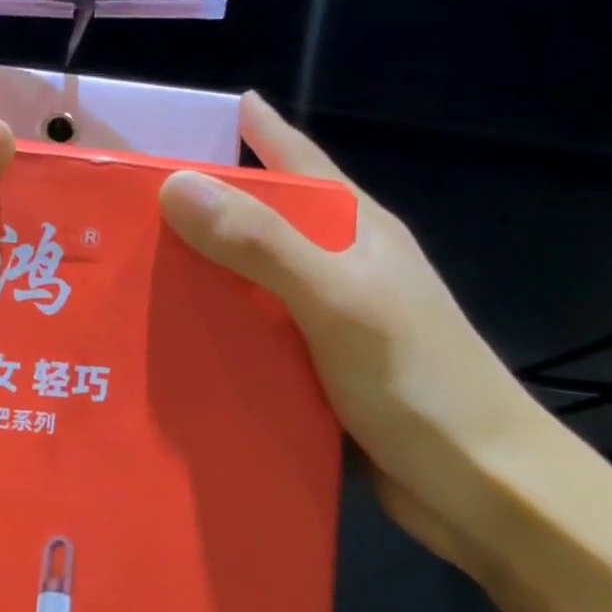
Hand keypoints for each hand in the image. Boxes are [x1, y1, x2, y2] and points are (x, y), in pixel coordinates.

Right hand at [158, 92, 547, 576]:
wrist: (487, 494)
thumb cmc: (420, 382)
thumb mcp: (338, 301)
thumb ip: (261, 243)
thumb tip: (174, 184)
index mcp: (354, 230)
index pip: (294, 158)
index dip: (250, 129)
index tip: (182, 118)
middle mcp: (336, 265)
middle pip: (258, 218)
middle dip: (198, 204)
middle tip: (124, 201)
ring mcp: (324, 318)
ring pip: (246, 278)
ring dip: (196, 271)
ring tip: (125, 267)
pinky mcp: (310, 366)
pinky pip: (246, 330)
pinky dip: (210, 325)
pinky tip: (165, 335)